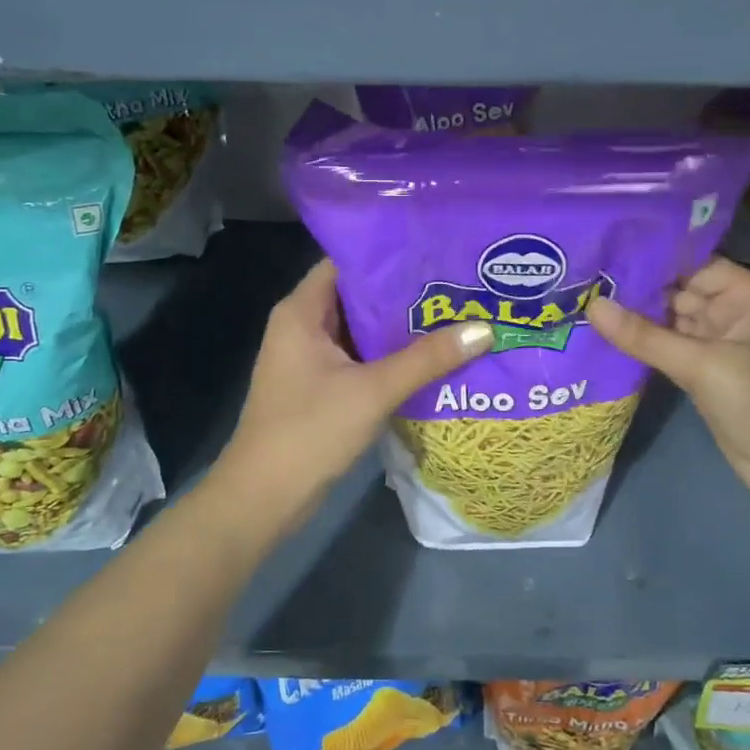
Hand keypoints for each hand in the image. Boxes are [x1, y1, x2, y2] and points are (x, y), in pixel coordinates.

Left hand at [212, 259, 491, 532]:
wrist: (264, 498)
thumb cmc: (310, 431)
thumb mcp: (373, 390)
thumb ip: (428, 358)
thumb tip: (485, 329)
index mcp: (302, 311)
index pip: (347, 262)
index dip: (389, 255)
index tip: (435, 251)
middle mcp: (303, 326)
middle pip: (358, 296)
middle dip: (404, 292)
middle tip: (457, 284)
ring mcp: (311, 359)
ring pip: (362, 331)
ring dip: (401, 327)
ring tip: (454, 313)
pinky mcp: (321, 387)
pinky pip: (361, 359)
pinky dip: (391, 356)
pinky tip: (432, 356)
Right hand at [587, 258, 749, 533]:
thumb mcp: (704, 365)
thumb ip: (645, 336)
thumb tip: (590, 305)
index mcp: (742, 294)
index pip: (686, 262)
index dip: (644, 256)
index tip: (595, 251)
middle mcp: (728, 313)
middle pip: (672, 292)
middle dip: (629, 289)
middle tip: (573, 281)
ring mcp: (715, 347)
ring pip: (666, 324)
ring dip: (629, 319)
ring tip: (576, 304)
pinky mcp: (703, 378)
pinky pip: (665, 353)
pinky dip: (638, 349)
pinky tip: (599, 339)